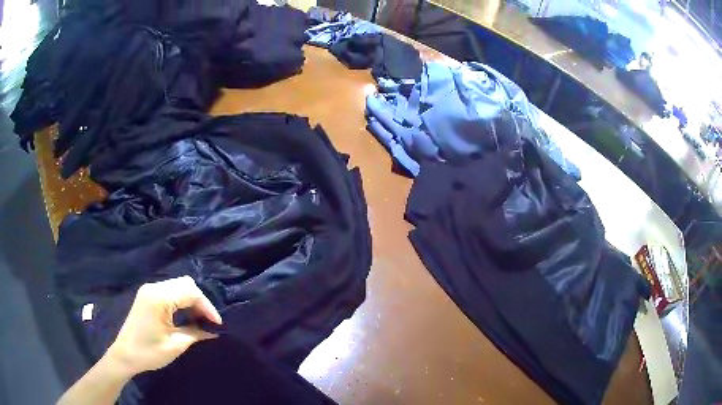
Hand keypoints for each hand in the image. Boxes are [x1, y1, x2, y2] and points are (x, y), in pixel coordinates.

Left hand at [106, 276, 221, 377]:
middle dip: (200, 301)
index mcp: (159, 298)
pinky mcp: (147, 295)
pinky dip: (182, 300)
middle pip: (185, 284)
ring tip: (200, 319)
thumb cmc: (149, 352)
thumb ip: (195, 334)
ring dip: (191, 300)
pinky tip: (186, 315)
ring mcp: (149, 290)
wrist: (124, 355)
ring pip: (178, 285)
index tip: (218, 324)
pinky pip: (170, 290)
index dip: (207, 307)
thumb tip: (214, 331)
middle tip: (209, 321)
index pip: (190, 292)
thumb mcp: (175, 346)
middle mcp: (154, 288)